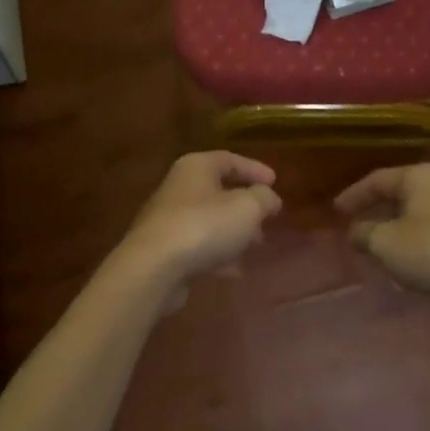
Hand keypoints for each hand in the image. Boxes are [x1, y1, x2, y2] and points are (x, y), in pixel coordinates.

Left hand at [118, 151, 282, 285]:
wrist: (154, 268)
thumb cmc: (204, 226)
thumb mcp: (247, 208)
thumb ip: (264, 199)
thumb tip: (269, 198)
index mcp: (196, 167)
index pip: (229, 159)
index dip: (254, 169)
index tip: (275, 182)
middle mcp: (178, 187)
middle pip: (218, 190)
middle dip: (245, 205)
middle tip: (267, 218)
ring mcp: (168, 219)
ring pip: (209, 220)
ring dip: (233, 231)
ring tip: (255, 245)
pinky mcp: (164, 249)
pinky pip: (198, 246)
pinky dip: (218, 254)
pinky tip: (234, 271)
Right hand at [335, 163, 429, 300]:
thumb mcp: (387, 244)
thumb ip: (365, 234)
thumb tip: (355, 231)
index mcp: (419, 177)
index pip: (377, 180)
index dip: (353, 195)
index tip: (336, 211)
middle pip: (402, 194)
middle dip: (379, 210)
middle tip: (359, 225)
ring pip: (421, 213)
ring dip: (400, 227)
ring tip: (384, 245)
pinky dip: (420, 239)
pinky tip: (414, 258)